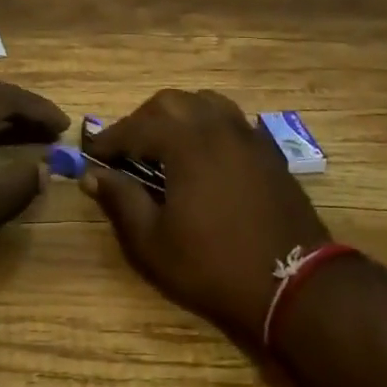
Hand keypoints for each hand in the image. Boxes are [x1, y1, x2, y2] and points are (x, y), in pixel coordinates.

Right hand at [83, 89, 330, 346]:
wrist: (293, 283)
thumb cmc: (214, 266)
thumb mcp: (154, 242)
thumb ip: (121, 201)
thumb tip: (93, 175)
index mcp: (185, 142)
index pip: (136, 126)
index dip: (110, 139)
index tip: (93, 154)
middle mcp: (216, 125)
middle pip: (170, 103)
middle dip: (142, 121)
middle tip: (127, 150)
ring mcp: (247, 134)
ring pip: (204, 103)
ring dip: (177, 116)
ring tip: (165, 145)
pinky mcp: (268, 150)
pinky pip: (231, 120)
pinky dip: (208, 125)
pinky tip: (204, 154)